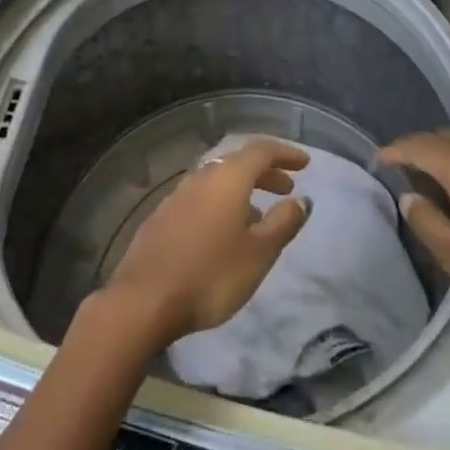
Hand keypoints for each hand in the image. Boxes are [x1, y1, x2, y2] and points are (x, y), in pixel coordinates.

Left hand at [102, 139, 312, 350]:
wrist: (144, 299)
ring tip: (259, 216)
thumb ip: (283, 223)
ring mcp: (179, 194)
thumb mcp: (259, 253)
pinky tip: (224, 233)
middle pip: (238, 163)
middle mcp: (203, 176)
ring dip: (243, 190)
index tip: (305, 164)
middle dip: (266, 172)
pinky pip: (201, 198)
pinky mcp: (163, 216)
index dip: (285, 154)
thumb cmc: (211, 274)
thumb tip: (302, 199)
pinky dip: (221, 204)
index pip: (261, 150)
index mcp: (228, 178)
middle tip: (286, 188)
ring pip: (218, 181)